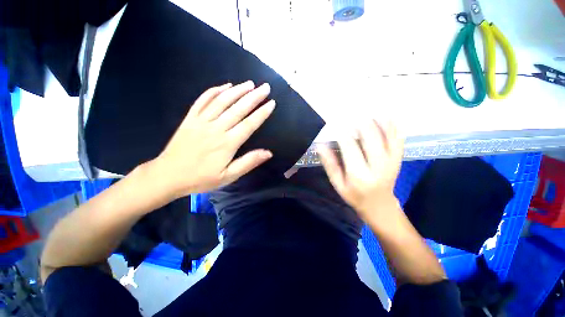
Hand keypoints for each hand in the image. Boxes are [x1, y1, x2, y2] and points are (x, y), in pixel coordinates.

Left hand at [152, 81, 274, 198]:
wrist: (168, 176)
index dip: (262, 113)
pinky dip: (214, 91)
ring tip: (250, 83)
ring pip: (222, 101)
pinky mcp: (190, 118)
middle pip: (238, 109)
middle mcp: (216, 128)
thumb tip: (268, 153)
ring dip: (237, 91)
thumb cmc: (201, 178)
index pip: (249, 124)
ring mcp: (201, 121)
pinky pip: (203, 100)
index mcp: (227, 143)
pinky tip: (225, 86)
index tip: (271, 103)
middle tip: (265, 87)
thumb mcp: (228, 176)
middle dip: (254, 97)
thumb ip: (248, 162)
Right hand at [318, 120, 403, 222]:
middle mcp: (378, 166)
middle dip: (360, 121)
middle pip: (370, 137)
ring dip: (377, 119)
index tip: (335, 122)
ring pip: (387, 134)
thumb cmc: (354, 195)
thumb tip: (320, 145)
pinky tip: (385, 115)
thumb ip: (330, 164)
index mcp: (359, 175)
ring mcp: (392, 161)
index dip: (342, 132)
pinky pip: (398, 138)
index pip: (350, 147)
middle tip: (351, 110)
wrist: (379, 205)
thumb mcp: (338, 184)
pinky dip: (393, 125)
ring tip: (367, 107)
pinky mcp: (398, 158)